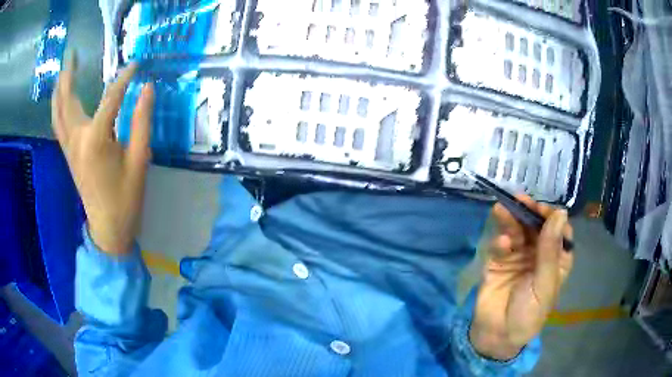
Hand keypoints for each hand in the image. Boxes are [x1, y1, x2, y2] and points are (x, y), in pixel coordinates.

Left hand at [51, 53, 153, 253]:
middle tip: (72, 53)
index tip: (136, 65)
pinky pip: (58, 125)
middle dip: (69, 74)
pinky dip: (57, 108)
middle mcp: (77, 139)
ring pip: (58, 112)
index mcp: (96, 139)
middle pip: (68, 100)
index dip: (124, 79)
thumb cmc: (126, 197)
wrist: (108, 228)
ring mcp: (69, 147)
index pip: (110, 98)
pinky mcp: (68, 154)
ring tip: (63, 70)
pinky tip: (60, 99)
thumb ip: (142, 121)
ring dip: (59, 89)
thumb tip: (147, 89)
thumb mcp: (139, 159)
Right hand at [469, 195, 573, 359]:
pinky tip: (500, 244)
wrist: (498, 335)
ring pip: (517, 231)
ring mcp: (518, 256)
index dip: (552, 216)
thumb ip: (550, 249)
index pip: (559, 230)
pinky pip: (500, 246)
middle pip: (536, 226)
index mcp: (556, 260)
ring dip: (511, 219)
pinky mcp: (498, 262)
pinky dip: (500, 241)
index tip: (542, 209)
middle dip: (529, 212)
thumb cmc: (529, 313)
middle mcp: (539, 254)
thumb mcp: (544, 283)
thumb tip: (560, 212)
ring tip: (502, 209)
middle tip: (519, 200)